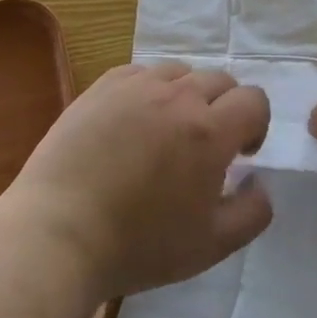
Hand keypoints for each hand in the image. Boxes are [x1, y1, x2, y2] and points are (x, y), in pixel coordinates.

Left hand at [6, 61, 273, 301]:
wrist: (57, 234)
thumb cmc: (139, 245)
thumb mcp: (212, 245)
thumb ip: (253, 211)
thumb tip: (259, 181)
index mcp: (210, 132)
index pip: (253, 100)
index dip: (255, 125)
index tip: (241, 154)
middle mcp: (178, 97)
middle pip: (220, 80)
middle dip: (225, 108)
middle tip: (206, 145)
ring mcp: (135, 87)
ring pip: (180, 72)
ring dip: (187, 94)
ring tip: (168, 129)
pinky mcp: (101, 87)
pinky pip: (140, 73)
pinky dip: (150, 90)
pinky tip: (134, 121)